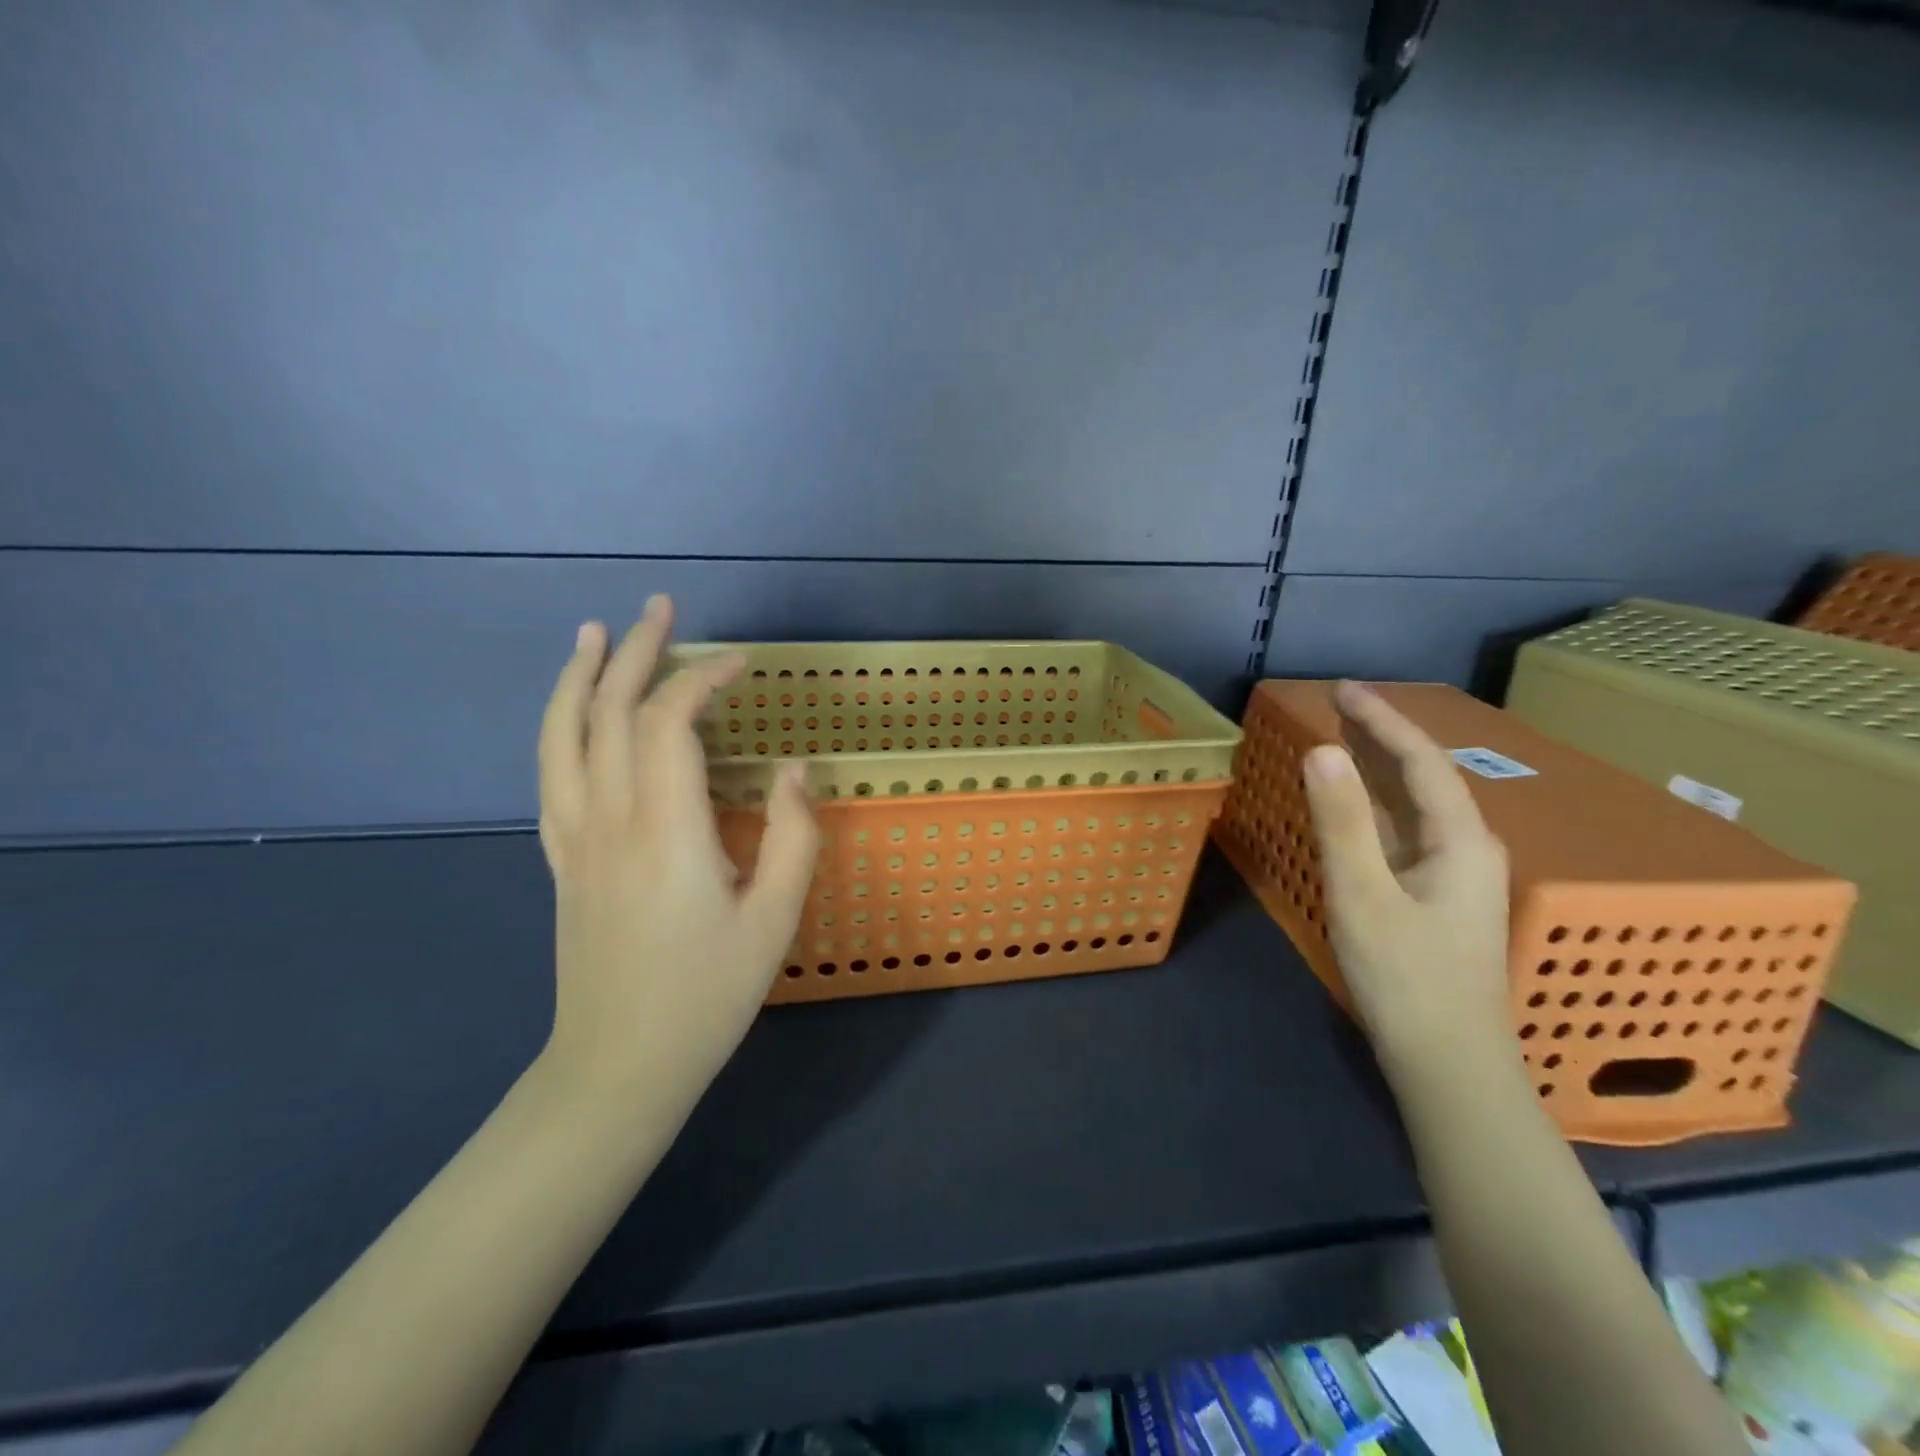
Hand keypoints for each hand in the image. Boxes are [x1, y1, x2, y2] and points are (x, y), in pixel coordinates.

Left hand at [535, 595, 819, 1109]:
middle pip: (609, 711)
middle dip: (636, 651)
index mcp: (666, 830)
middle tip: (662, 607)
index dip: (703, 678)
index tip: (741, 664)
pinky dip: (559, 724)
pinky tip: (572, 711)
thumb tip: (794, 770)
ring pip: (563, 735)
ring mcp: (575, 837)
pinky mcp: (562, 858)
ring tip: (594, 632)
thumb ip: (793, 837)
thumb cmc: (707, 995)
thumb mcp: (774, 921)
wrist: (618, 1065)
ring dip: (580, 676)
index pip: (672, 723)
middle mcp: (609, 818)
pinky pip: (550, 772)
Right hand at [1301, 682, 1512, 1077]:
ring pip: (1413, 806)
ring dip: (1378, 770)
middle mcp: (1466, 849)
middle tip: (1338, 705)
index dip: (1383, 719)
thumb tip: (1322, 751)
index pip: (1421, 761)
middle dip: (1382, 736)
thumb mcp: (1363, 896)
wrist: (1449, 1066)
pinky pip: (1403, 832)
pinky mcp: (1434, 898)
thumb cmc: (1407, 978)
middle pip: (1423, 777)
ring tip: (1341, 740)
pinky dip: (1374, 807)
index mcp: (1460, 841)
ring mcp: (1453, 876)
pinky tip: (1352, 808)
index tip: (1343, 688)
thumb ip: (1342, 822)